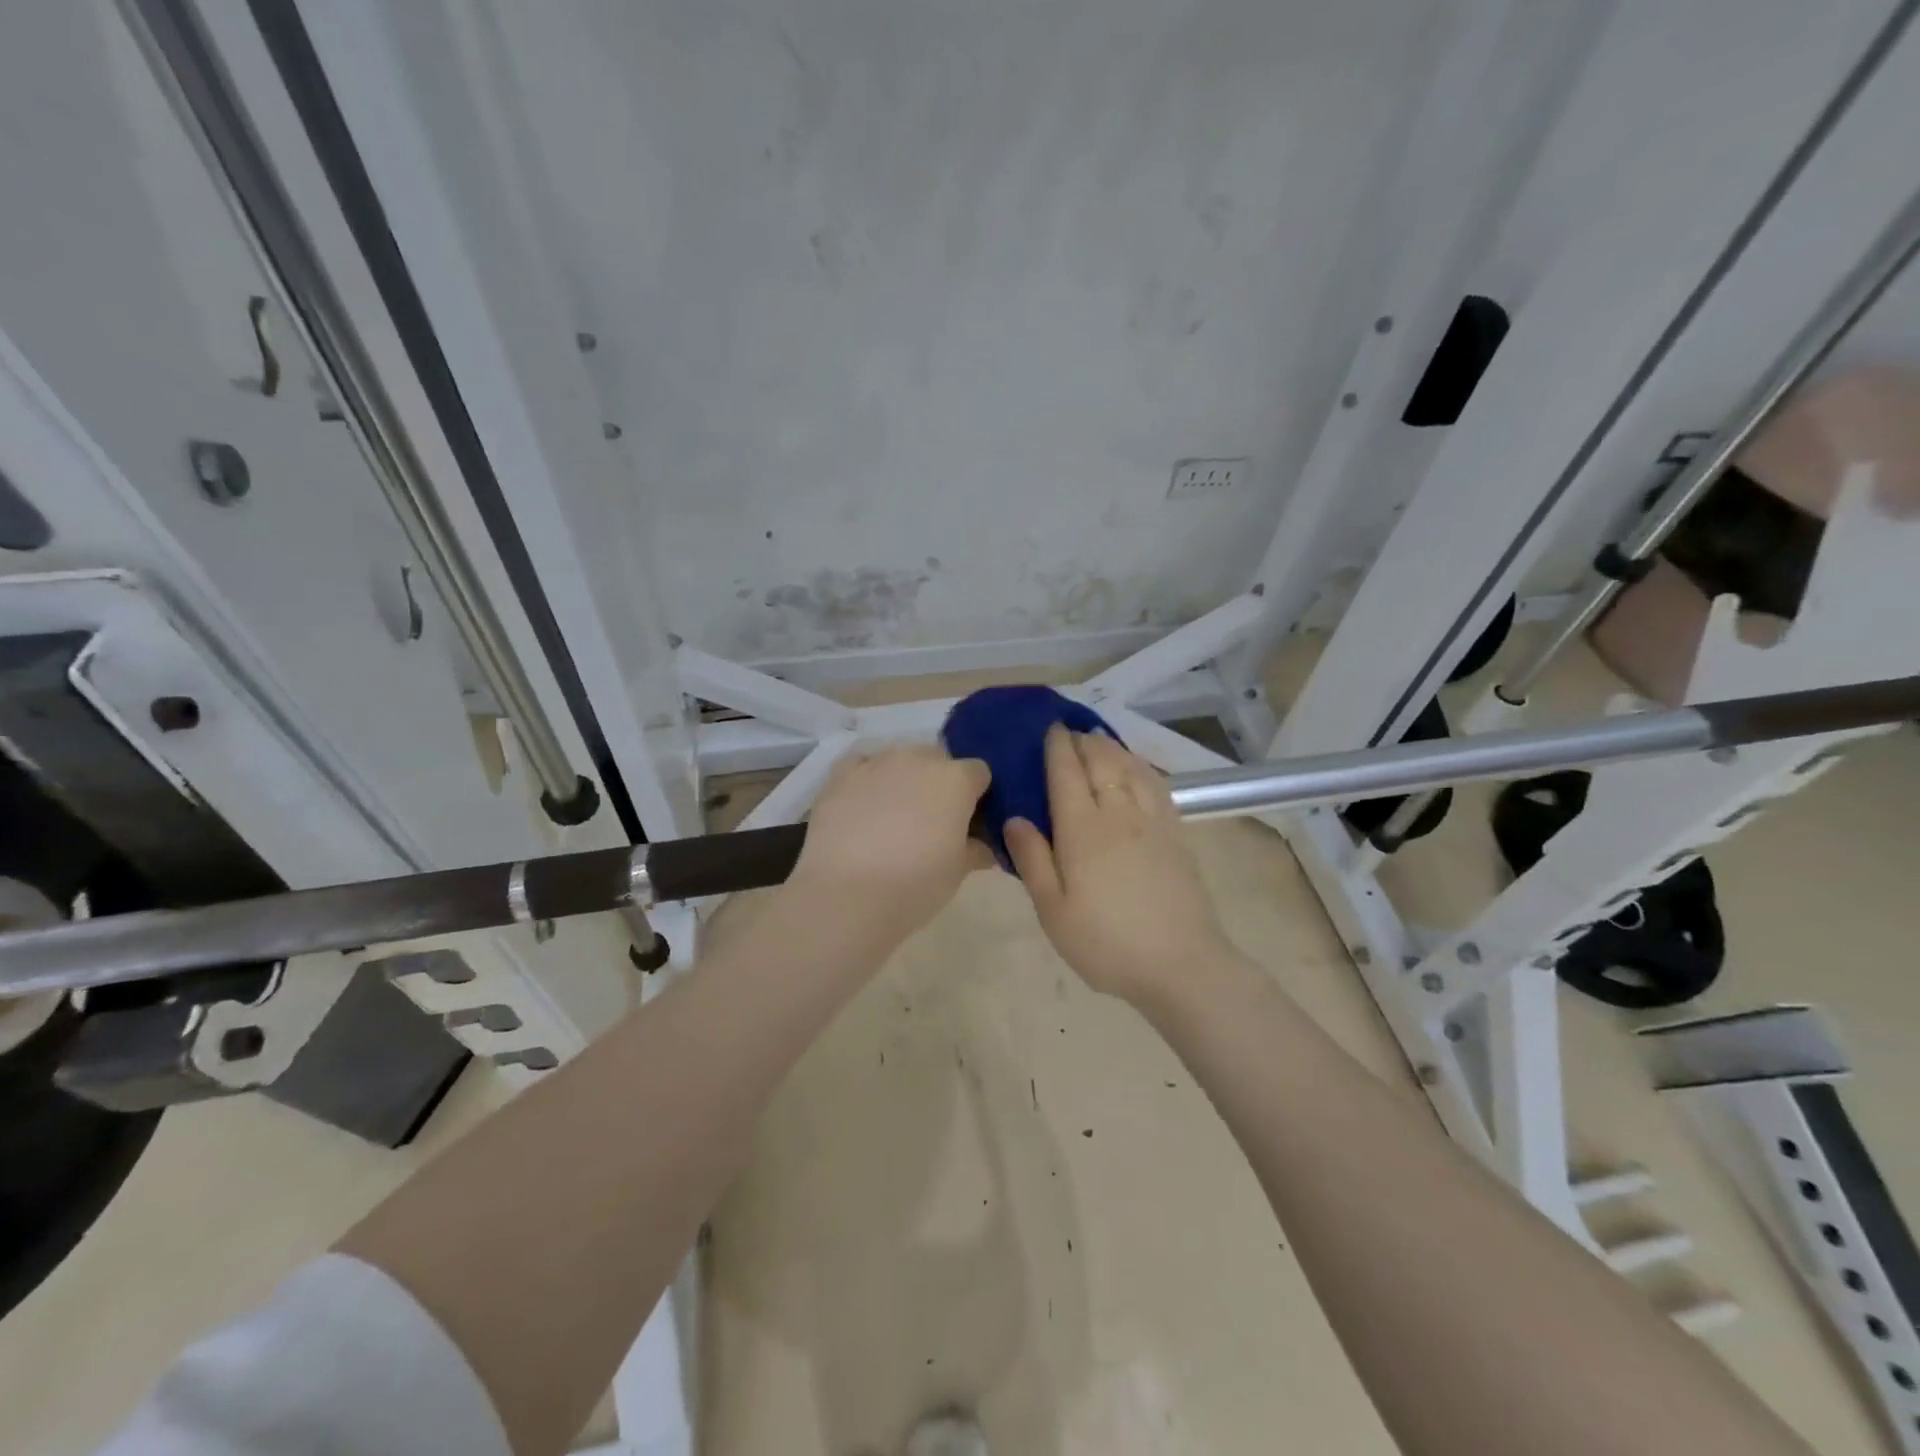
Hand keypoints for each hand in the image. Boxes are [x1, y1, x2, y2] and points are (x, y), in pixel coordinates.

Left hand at [791, 745, 992, 942]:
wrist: (846, 895)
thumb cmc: (915, 884)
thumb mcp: (958, 872)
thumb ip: (976, 850)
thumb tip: (983, 847)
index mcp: (955, 780)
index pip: (978, 773)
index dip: (977, 796)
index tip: (970, 821)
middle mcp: (918, 759)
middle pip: (938, 760)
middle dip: (939, 783)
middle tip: (932, 821)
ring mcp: (877, 762)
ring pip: (899, 760)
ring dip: (903, 779)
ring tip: (892, 817)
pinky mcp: (841, 774)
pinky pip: (862, 765)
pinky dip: (867, 779)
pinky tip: (863, 804)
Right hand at [1005, 726, 1237, 1007]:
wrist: (1182, 964)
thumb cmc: (1107, 943)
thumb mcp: (1054, 912)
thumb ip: (1033, 861)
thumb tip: (1015, 818)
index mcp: (1082, 830)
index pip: (1067, 774)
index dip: (1057, 747)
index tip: (1049, 728)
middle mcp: (1118, 814)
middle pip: (1101, 762)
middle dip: (1083, 741)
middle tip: (1069, 731)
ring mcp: (1152, 821)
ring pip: (1130, 768)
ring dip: (1112, 747)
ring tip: (1098, 739)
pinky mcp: (1176, 834)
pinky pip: (1156, 785)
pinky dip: (1141, 766)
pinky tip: (1136, 767)